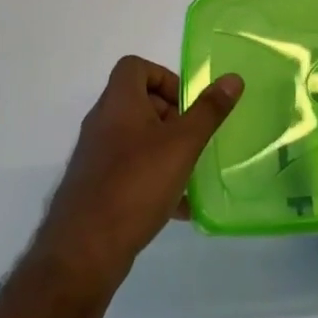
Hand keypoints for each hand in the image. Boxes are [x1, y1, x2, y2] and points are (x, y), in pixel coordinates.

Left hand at [31, 57, 242, 291]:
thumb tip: (232, 79)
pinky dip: (154, 177)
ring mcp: (96, 156)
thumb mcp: (182, 144)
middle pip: (138, 102)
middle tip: (193, 138)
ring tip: (190, 171)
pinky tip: (178, 206)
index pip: (135, 67)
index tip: (187, 105)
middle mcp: (102, 123)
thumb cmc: (136, 185)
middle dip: (171, 116)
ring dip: (166, 148)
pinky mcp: (96, 186)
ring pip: (136, 139)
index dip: (164, 77)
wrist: (85, 250)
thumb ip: (208, 111)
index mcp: (118, 103)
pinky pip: (130, 170)